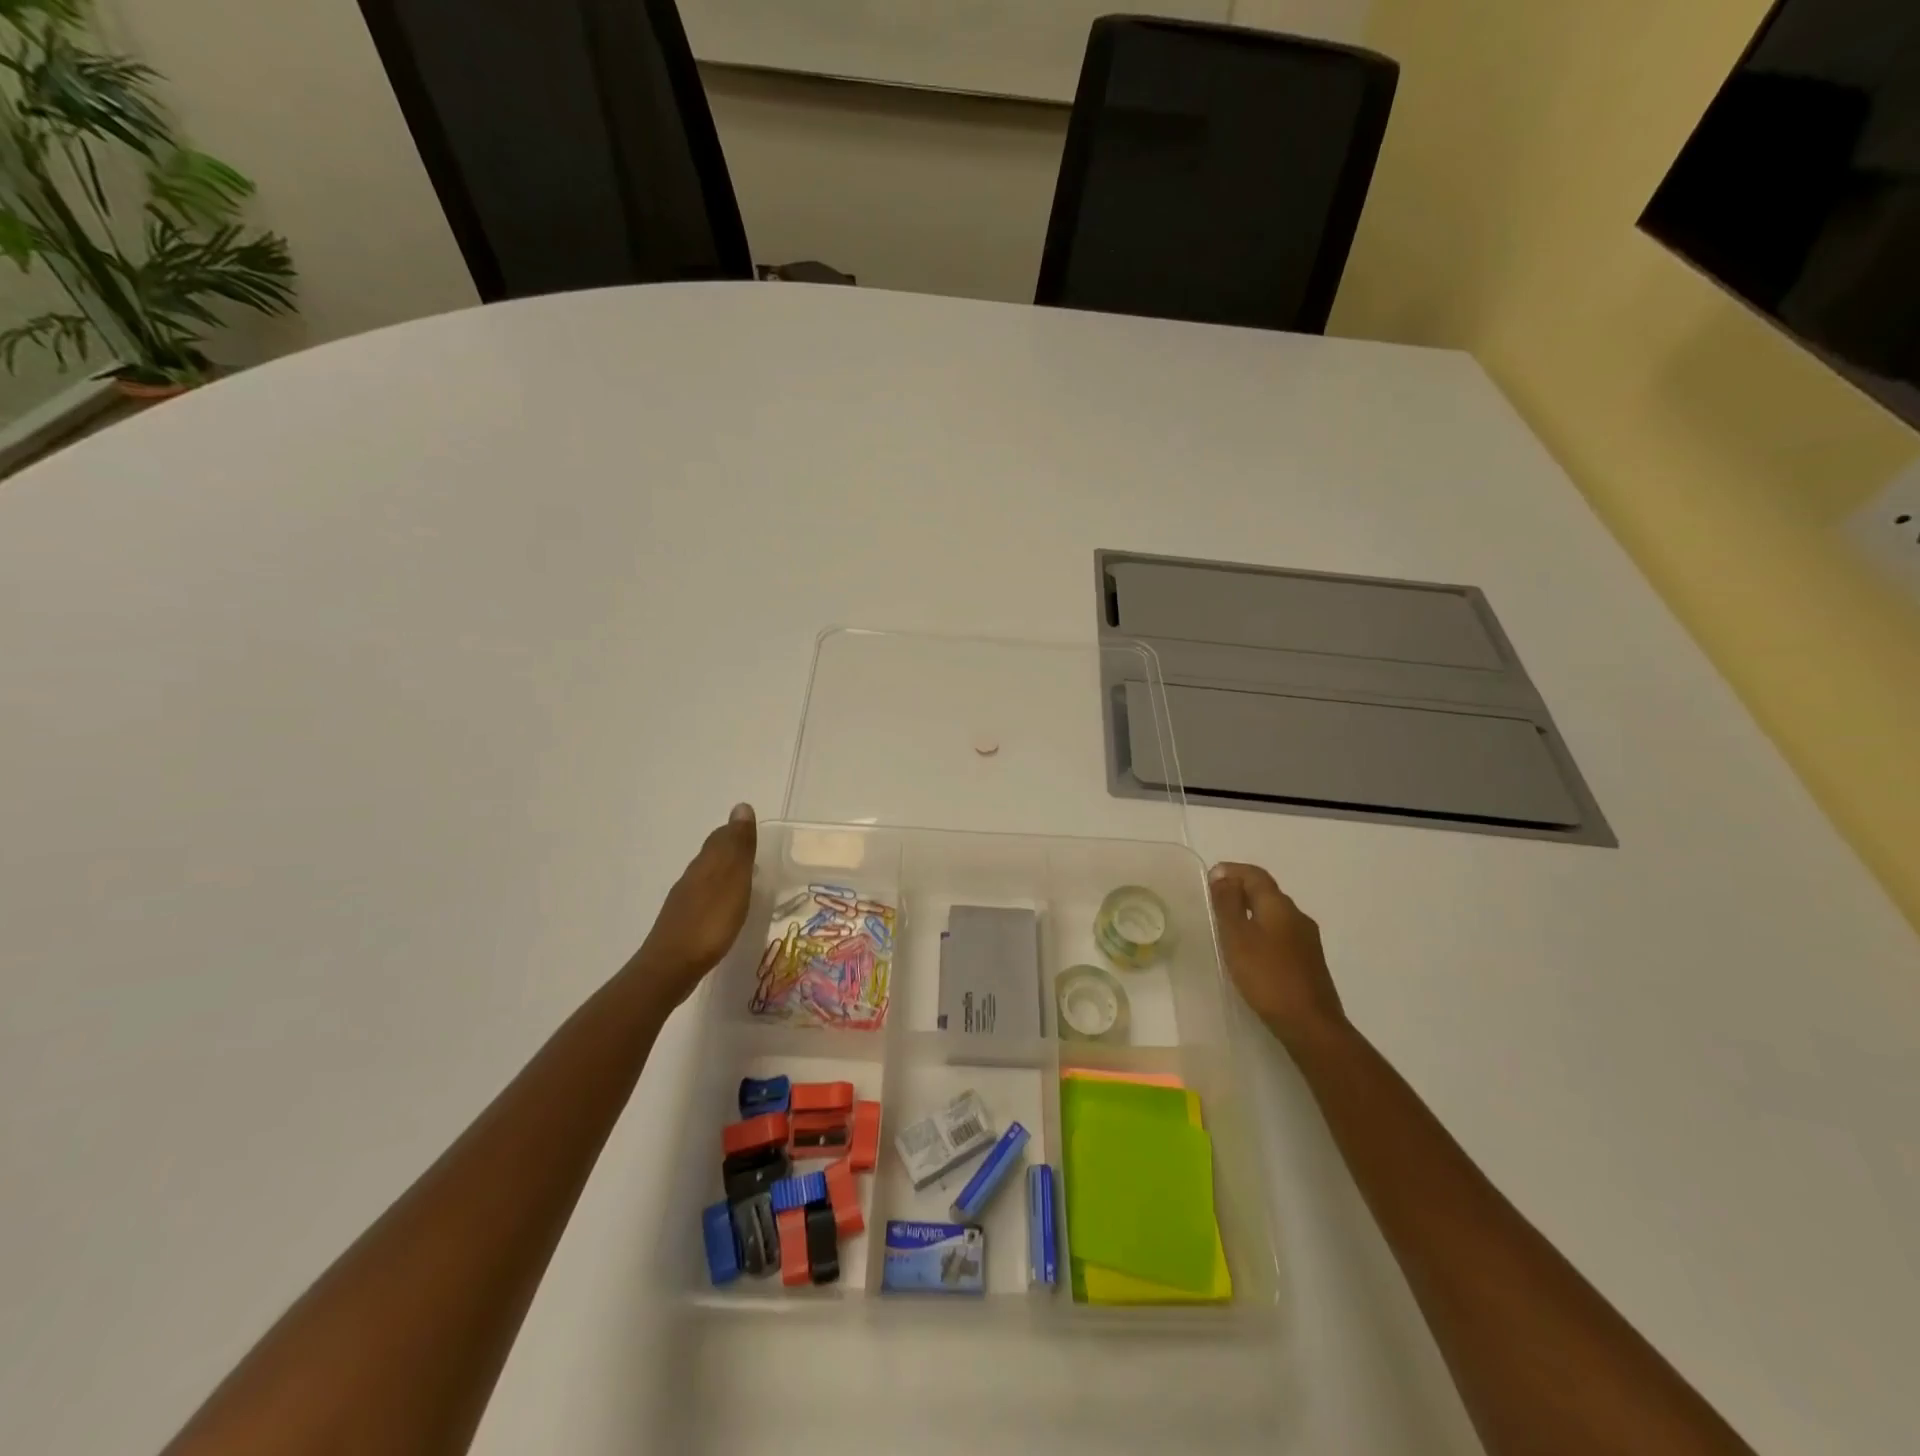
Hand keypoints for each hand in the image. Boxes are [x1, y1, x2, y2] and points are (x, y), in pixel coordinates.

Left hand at [632, 804, 757, 1004]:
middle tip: (751, 853)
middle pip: (711, 855)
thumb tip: (741, 807)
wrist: (671, 967)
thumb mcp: (733, 880)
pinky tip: (723, 908)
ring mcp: (684, 901)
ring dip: (722, 873)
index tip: (752, 833)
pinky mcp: (682, 923)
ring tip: (742, 879)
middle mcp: (692, 877)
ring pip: (705, 877)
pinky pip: (702, 898)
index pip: (721, 838)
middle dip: (729, 850)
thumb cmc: (710, 922)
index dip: (736, 832)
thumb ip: (738, 846)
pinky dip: (716, 894)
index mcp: (706, 864)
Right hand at [1208, 862, 1345, 1047]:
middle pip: (1267, 892)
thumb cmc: (1267, 976)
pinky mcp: (1308, 961)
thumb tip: (1222, 875)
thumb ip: (1227, 904)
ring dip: (1251, 911)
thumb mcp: (1237, 936)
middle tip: (1214, 900)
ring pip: (1274, 913)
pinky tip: (1250, 949)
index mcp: (1279, 905)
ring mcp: (1306, 940)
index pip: (1255, 875)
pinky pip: (1281, 933)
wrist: (1310, 1024)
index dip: (1232, 871)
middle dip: (1240, 889)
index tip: (1210, 877)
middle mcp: (1297, 916)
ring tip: (1227, 925)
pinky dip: (1261, 930)